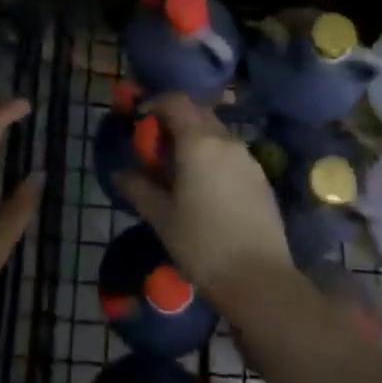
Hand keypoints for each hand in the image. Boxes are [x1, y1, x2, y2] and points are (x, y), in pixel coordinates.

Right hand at [115, 94, 293, 300]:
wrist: (260, 281)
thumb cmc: (203, 244)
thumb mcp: (161, 217)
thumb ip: (138, 188)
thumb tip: (120, 173)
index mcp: (198, 142)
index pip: (176, 101)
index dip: (154, 103)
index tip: (139, 119)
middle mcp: (225, 141)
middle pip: (197, 113)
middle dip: (174, 120)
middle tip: (155, 145)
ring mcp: (248, 159)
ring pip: (216, 133)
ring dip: (194, 138)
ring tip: (178, 168)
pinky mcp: (261, 179)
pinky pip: (231, 153)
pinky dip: (213, 156)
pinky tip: (204, 186)